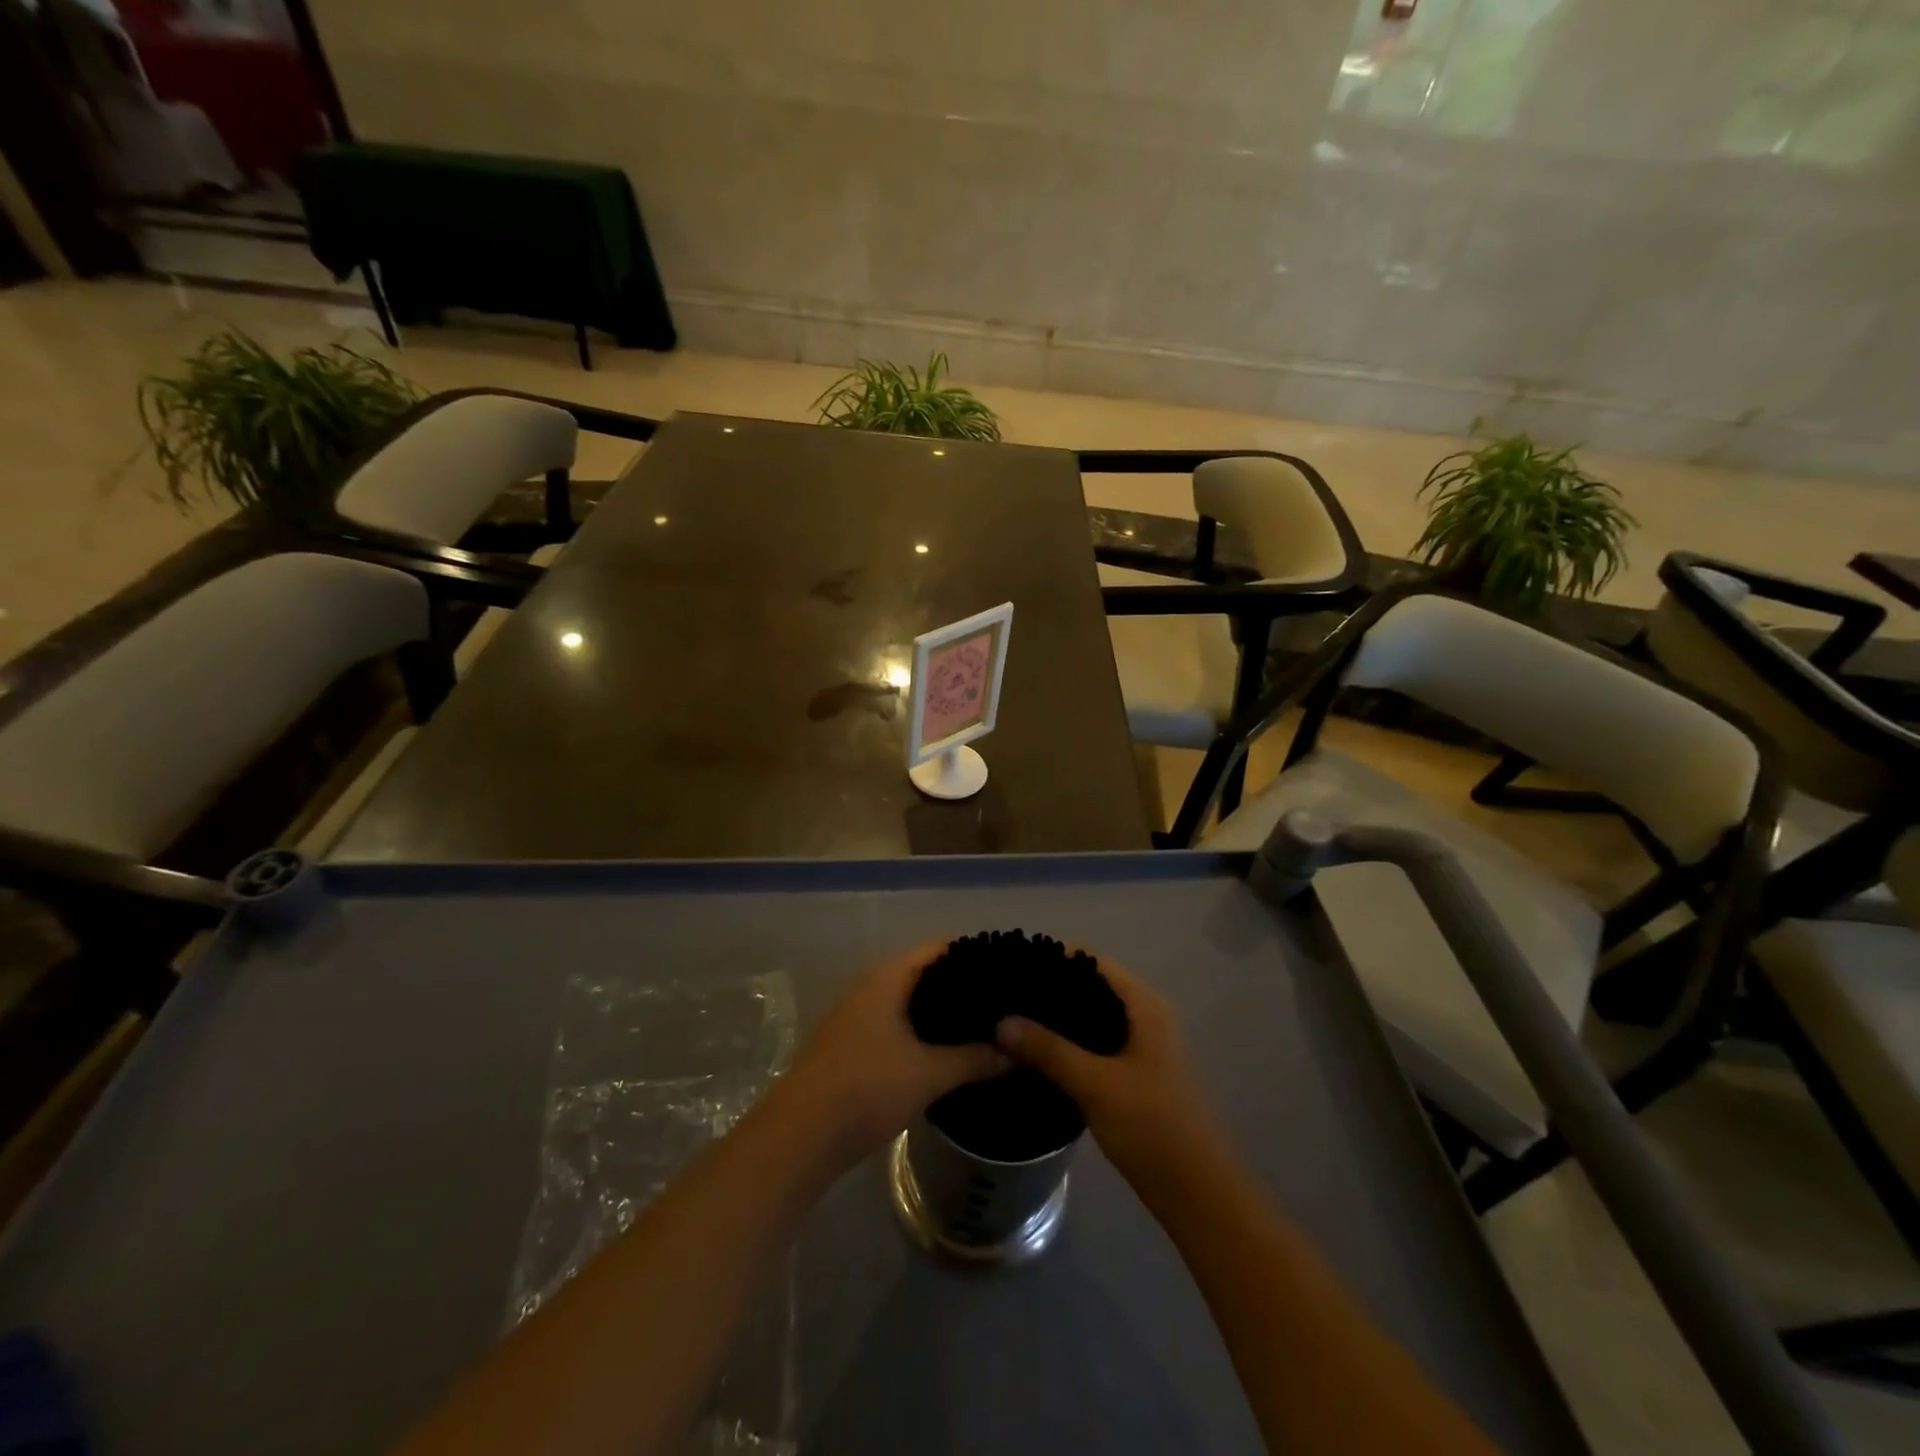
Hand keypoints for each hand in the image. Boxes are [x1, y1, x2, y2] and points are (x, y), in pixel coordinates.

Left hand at [774, 944, 1009, 1172]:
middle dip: (961, 986)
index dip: (974, 954)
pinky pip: (896, 1023)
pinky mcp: (851, 1043)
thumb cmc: (866, 1089)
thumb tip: (1014, 1052)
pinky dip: (921, 1030)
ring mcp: (856, 1015)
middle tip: (1001, 1002)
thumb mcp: (929, 1074)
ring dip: (940, 1012)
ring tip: (982, 1026)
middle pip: (924, 972)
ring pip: (909, 1001)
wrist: (799, 1136)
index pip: (939, 948)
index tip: (1008, 968)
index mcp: (887, 977)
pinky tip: (945, 1051)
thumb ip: (974, 1059)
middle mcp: (870, 986)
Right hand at [995, 957, 1221, 1191]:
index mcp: (1145, 1006)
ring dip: (1058, 1019)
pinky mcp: (1132, 1075)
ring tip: (1012, 1018)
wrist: (1197, 1193)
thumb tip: (1002, 1021)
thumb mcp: (1095, 1084)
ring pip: (1091, 1018)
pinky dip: (1068, 1043)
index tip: (1014, 962)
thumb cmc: (1153, 1127)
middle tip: (1005, 992)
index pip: (1093, 961)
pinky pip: (1094, 1045)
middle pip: (1091, 987)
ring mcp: (1140, 1047)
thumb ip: (1049, 1050)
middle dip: (1052, 988)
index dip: (1055, 957)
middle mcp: (1145, 1017)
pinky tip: (1036, 1053)